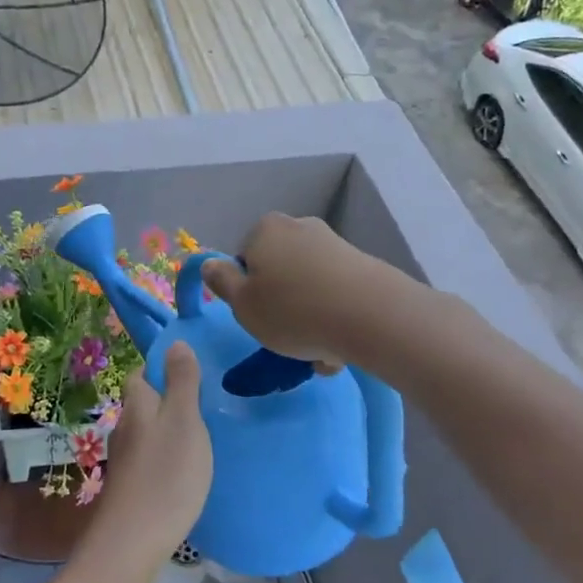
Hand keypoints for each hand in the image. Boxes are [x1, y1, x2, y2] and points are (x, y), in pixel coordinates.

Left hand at [94, 343, 213, 568]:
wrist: (133, 540)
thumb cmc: (166, 473)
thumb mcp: (184, 420)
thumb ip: (182, 381)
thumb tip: (176, 342)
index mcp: (137, 404)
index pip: (142, 372)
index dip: (163, 368)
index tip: (193, 373)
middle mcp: (124, 426)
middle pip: (145, 402)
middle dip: (169, 400)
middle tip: (206, 406)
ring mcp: (124, 458)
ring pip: (147, 432)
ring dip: (169, 430)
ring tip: (202, 438)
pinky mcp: (130, 485)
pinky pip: (150, 458)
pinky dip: (166, 457)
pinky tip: (185, 470)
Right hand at [201, 213, 385, 370]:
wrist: (372, 316)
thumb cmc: (293, 311)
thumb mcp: (243, 304)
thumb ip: (221, 282)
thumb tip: (209, 264)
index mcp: (264, 230)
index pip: (244, 261)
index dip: (247, 292)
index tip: (257, 318)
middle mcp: (299, 227)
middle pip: (278, 272)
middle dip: (281, 305)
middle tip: (286, 340)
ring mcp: (334, 244)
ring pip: (308, 288)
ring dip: (309, 318)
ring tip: (318, 354)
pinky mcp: (363, 265)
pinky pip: (336, 295)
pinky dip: (333, 318)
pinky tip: (339, 348)